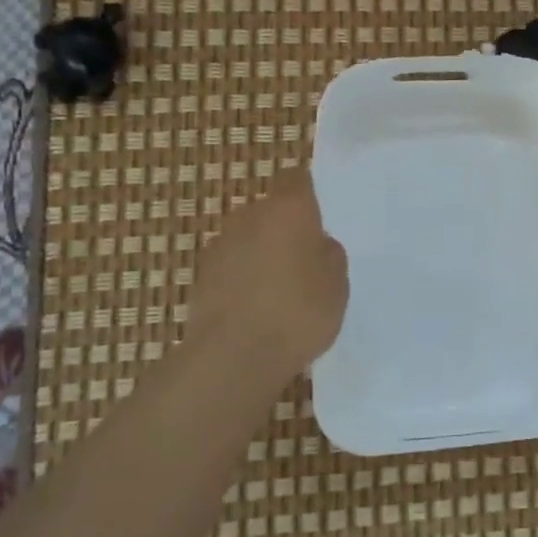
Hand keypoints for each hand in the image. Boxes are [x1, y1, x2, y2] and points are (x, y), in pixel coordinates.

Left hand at [188, 168, 348, 373]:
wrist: (233, 357)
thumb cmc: (298, 313)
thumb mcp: (337, 285)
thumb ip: (329, 255)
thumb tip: (317, 245)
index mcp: (288, 209)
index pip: (296, 179)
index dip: (307, 192)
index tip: (320, 214)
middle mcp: (249, 216)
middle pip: (270, 211)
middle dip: (285, 229)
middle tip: (306, 261)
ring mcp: (220, 246)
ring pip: (248, 240)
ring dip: (262, 255)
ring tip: (281, 291)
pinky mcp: (200, 277)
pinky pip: (231, 268)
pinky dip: (243, 280)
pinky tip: (257, 310)